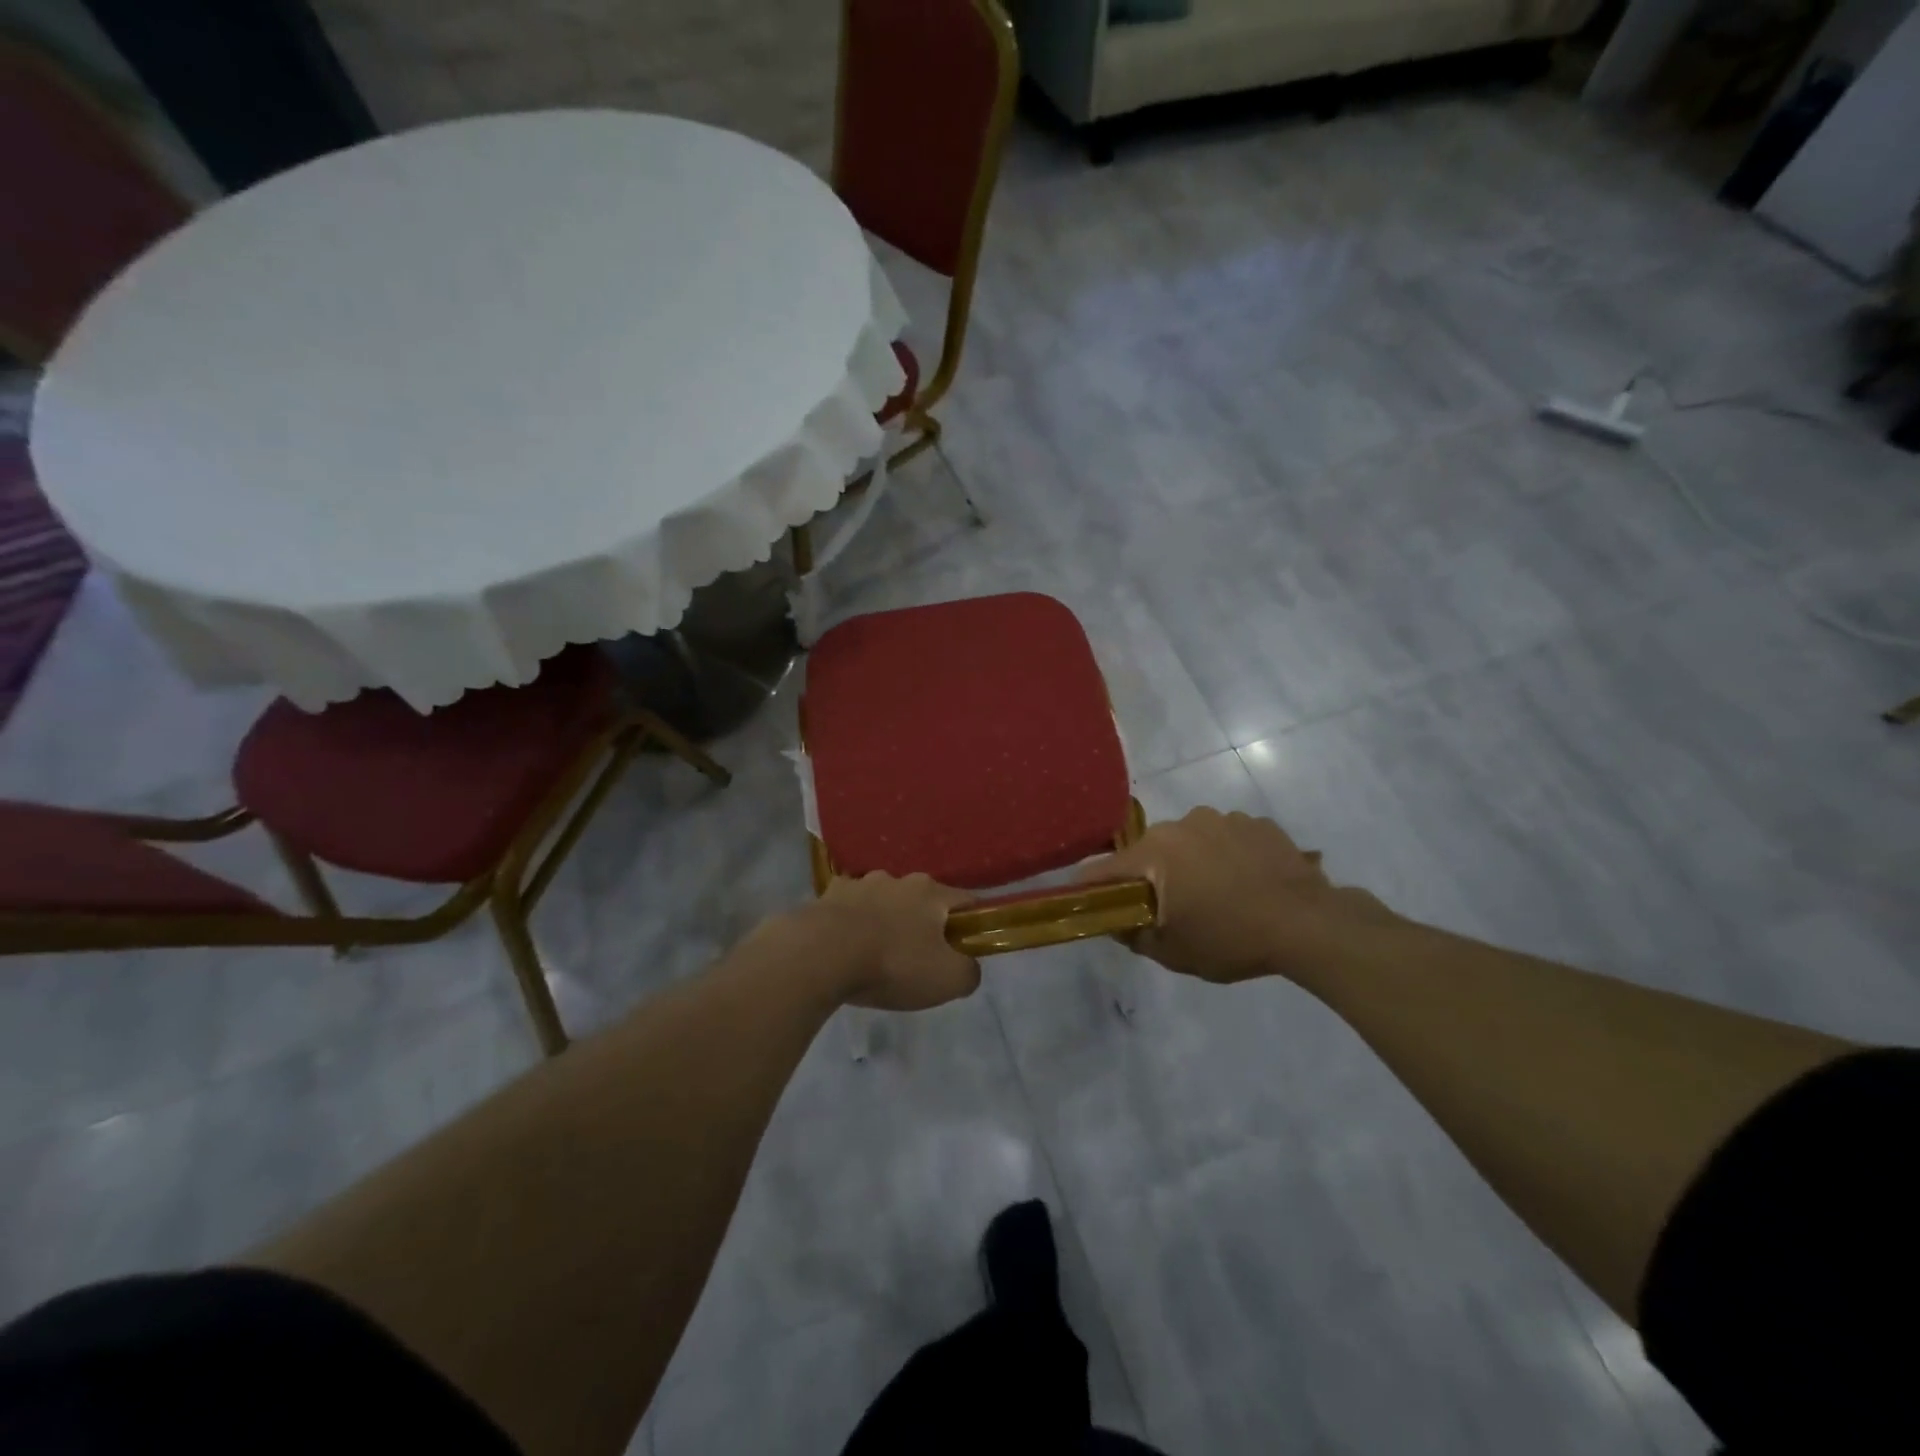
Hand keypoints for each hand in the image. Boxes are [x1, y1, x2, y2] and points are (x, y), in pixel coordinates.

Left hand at [792, 873, 980, 1010]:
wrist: (821, 955)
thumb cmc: (893, 964)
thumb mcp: (948, 980)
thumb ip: (969, 972)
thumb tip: (967, 966)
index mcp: (931, 892)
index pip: (966, 901)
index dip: (972, 924)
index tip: (965, 949)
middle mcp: (898, 879)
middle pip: (923, 900)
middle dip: (924, 924)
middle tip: (919, 959)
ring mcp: (860, 883)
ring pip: (884, 901)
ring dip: (886, 921)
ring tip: (877, 955)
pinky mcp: (828, 895)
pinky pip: (850, 908)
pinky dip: (853, 923)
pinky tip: (847, 947)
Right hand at [1076, 808, 1395, 984]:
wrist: (1309, 924)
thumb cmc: (1231, 939)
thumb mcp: (1174, 953)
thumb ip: (1135, 936)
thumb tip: (1118, 924)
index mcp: (1154, 852)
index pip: (1104, 868)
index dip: (1092, 887)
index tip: (1091, 902)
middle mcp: (1182, 823)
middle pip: (1150, 851)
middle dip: (1152, 876)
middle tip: (1169, 908)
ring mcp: (1223, 818)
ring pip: (1190, 841)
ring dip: (1192, 863)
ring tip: (1218, 895)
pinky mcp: (1257, 822)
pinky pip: (1227, 838)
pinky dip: (1227, 856)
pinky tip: (1247, 882)